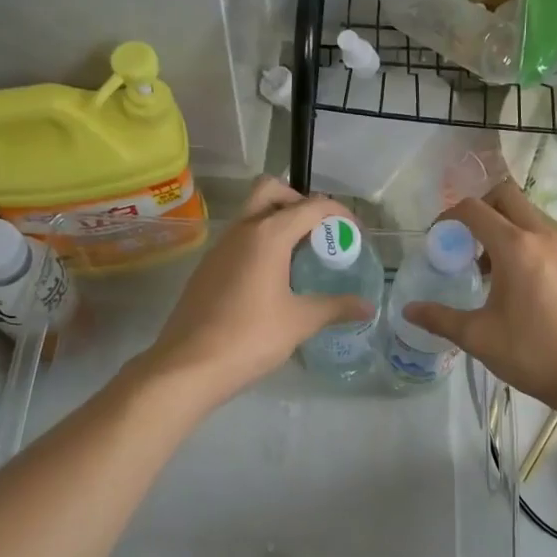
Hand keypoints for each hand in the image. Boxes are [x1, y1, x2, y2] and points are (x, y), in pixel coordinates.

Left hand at [140, 178, 374, 405]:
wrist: (188, 366)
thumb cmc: (250, 337)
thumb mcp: (300, 322)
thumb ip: (336, 307)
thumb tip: (368, 307)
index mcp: (268, 235)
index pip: (311, 206)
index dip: (338, 213)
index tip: (354, 233)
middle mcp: (242, 230)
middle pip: (270, 190)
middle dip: (299, 201)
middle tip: (318, 232)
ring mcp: (219, 247)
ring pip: (251, 214)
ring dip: (277, 222)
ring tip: (300, 258)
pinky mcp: (207, 267)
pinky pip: (239, 239)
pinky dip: (260, 244)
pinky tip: (272, 280)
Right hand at [402, 181, 556, 411]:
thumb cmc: (533, 353)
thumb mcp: (478, 337)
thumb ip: (440, 318)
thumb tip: (408, 310)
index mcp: (515, 247)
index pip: (474, 209)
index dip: (449, 217)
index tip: (438, 239)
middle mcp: (542, 236)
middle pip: (506, 196)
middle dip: (480, 209)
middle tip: (464, 241)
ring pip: (528, 216)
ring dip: (503, 227)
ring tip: (488, 268)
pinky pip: (544, 237)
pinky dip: (524, 243)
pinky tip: (517, 284)